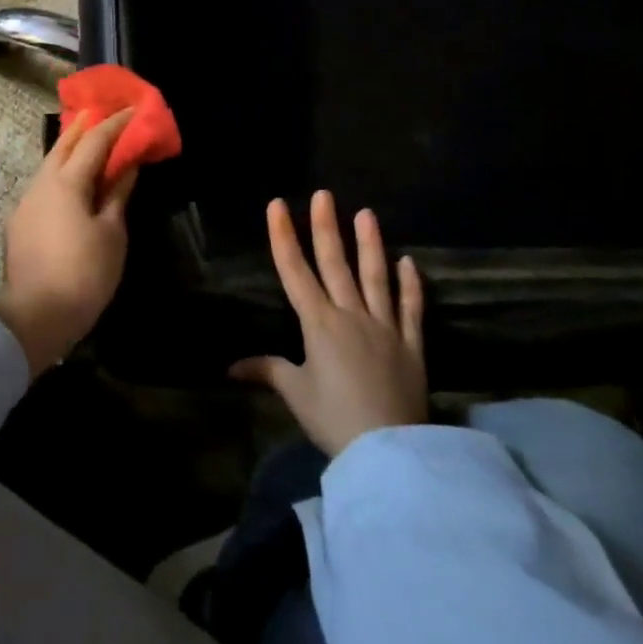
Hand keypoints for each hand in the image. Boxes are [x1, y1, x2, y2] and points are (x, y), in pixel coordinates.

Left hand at [0, 109, 137, 376]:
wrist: (35, 315)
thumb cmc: (84, 273)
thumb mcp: (111, 234)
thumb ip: (117, 196)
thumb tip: (127, 167)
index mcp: (66, 182)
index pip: (93, 141)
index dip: (114, 124)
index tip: (132, 110)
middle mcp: (41, 184)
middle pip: (63, 145)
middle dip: (83, 127)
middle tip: (101, 113)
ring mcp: (25, 203)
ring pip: (49, 166)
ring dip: (69, 150)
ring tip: (87, 144)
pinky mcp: (19, 224)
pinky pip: (43, 186)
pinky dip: (60, 175)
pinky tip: (70, 183)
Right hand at [231, 191, 426, 455]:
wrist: (388, 449)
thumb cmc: (333, 418)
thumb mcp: (295, 393)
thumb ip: (266, 371)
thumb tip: (231, 367)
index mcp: (318, 323)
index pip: (295, 271)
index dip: (283, 236)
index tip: (277, 205)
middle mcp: (351, 314)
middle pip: (335, 264)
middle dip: (326, 227)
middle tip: (324, 194)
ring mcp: (385, 327)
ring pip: (375, 277)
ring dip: (370, 244)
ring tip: (366, 214)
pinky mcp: (412, 345)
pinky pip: (411, 309)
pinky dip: (411, 285)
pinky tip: (408, 262)